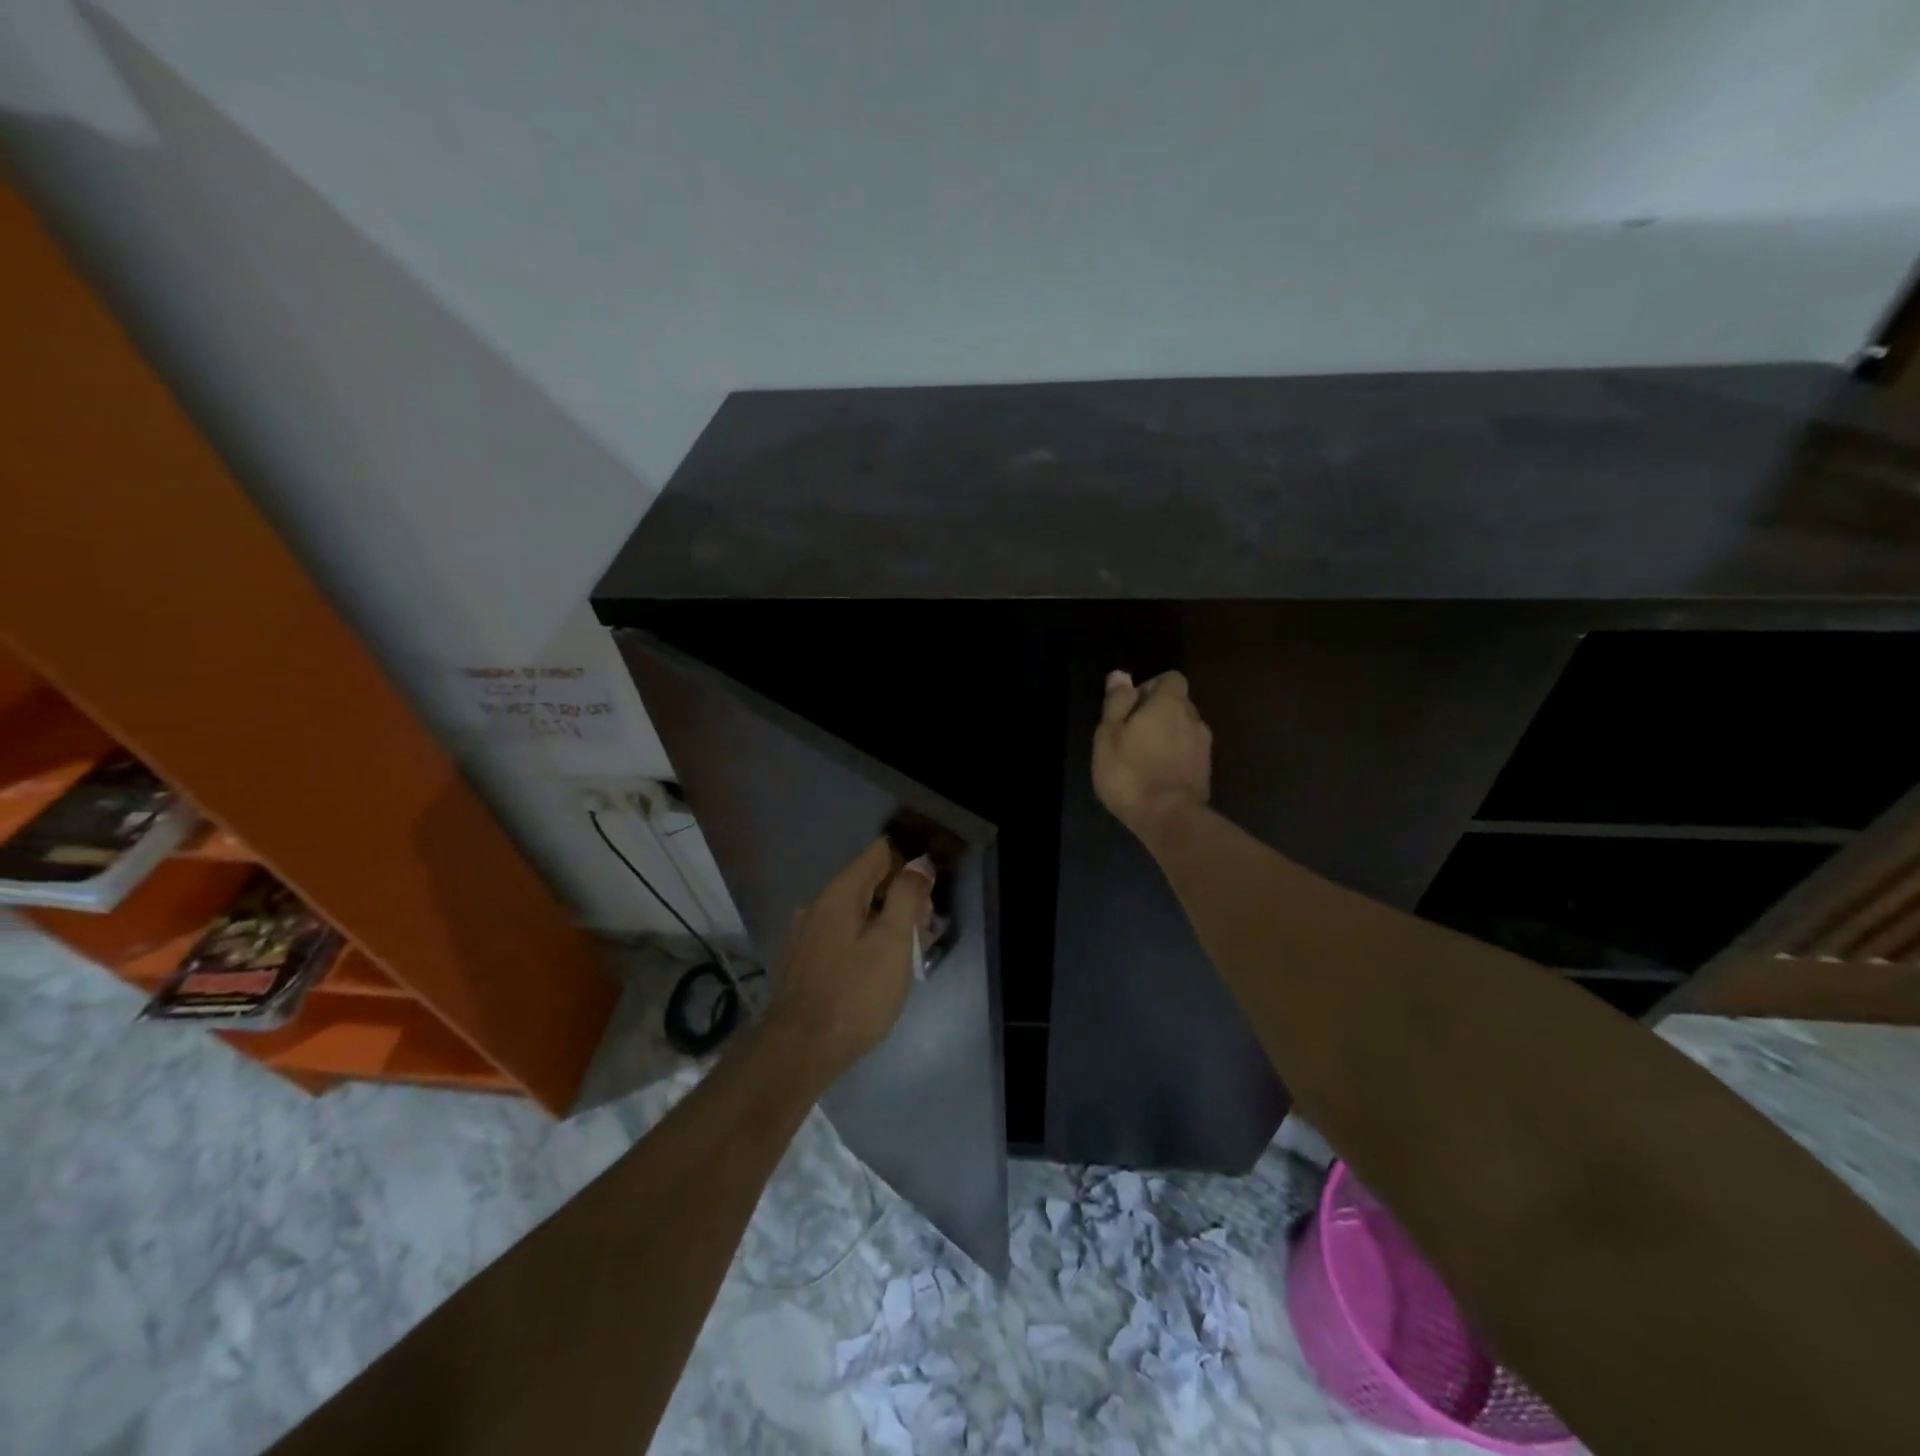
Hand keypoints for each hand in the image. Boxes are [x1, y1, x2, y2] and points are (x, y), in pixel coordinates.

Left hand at [765, 839, 934, 1075]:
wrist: (800, 1051)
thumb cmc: (855, 994)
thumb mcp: (893, 943)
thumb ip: (907, 897)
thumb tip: (919, 863)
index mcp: (839, 893)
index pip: (880, 853)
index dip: (910, 865)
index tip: (930, 894)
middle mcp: (818, 904)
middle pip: (868, 883)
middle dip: (901, 898)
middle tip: (926, 932)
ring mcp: (806, 933)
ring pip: (855, 912)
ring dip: (885, 923)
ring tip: (909, 955)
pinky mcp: (803, 961)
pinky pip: (841, 935)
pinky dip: (865, 941)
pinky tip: (878, 969)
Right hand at [1093, 669, 1212, 842]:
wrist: (1168, 818)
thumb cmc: (1129, 772)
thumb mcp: (1108, 735)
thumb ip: (1117, 702)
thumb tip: (1121, 675)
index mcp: (1169, 704)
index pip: (1171, 678)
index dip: (1152, 686)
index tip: (1132, 705)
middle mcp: (1193, 719)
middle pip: (1179, 703)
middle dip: (1159, 711)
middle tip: (1133, 732)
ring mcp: (1204, 747)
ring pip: (1185, 729)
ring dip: (1169, 735)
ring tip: (1145, 755)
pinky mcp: (1206, 771)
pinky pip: (1189, 752)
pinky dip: (1176, 756)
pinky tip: (1158, 773)